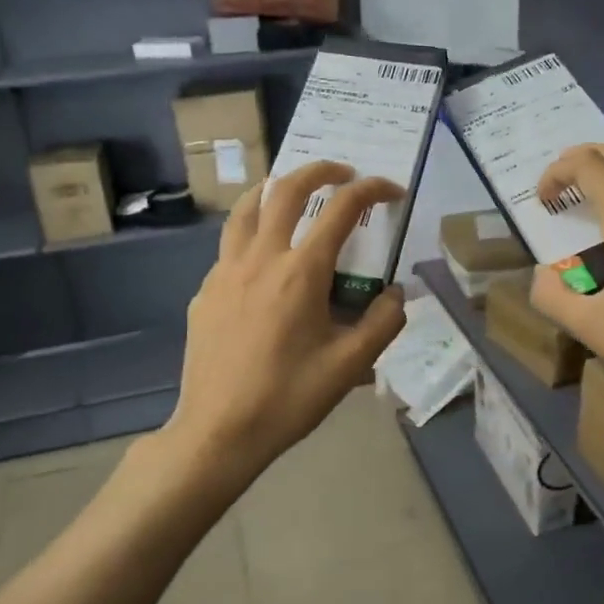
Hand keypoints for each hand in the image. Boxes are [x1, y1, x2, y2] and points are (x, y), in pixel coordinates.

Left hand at [167, 160, 407, 480]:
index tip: (391, 191)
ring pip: (246, 208)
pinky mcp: (205, 291)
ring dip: (275, 189)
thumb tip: (398, 293)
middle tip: (343, 173)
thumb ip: (383, 323)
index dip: (371, 190)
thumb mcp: (350, 367)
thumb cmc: (288, 398)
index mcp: (300, 273)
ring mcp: (225, 272)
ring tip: (293, 193)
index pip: (341, 210)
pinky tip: (264, 259)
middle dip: (320, 171)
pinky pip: (230, 245)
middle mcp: (260, 258)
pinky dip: (253, 232)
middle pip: (286, 190)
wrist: (218, 432)